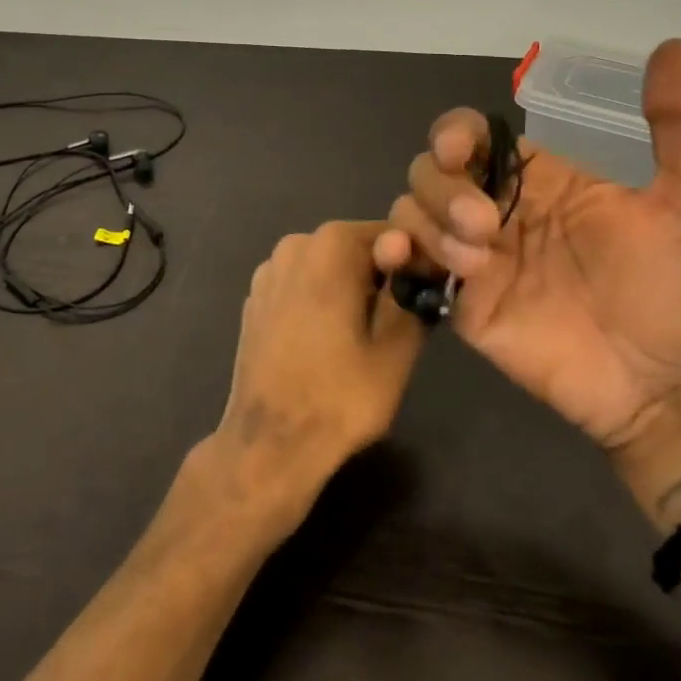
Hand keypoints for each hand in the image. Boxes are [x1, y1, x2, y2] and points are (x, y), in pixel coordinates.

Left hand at [210, 221, 425, 529]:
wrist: (268, 445)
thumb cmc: (339, 397)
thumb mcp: (396, 348)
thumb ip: (410, 293)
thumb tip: (419, 264)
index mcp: (331, 245)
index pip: (391, 235)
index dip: (415, 263)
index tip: (425, 297)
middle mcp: (295, 244)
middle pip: (356, 248)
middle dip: (381, 276)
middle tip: (399, 323)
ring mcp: (269, 270)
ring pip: (328, 267)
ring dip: (351, 289)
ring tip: (363, 337)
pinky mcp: (255, 297)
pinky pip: (302, 285)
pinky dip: (320, 300)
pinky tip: (326, 342)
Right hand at [374, 39, 680, 453]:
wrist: (668, 387)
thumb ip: (673, 125)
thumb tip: (672, 46)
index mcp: (540, 180)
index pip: (472, 136)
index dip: (454, 133)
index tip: (461, 151)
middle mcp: (499, 210)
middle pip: (431, 169)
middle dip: (444, 187)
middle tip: (487, 226)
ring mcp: (476, 258)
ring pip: (413, 209)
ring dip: (430, 223)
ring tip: (476, 259)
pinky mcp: (461, 303)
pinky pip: (408, 265)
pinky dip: (393, 251)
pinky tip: (404, 258)